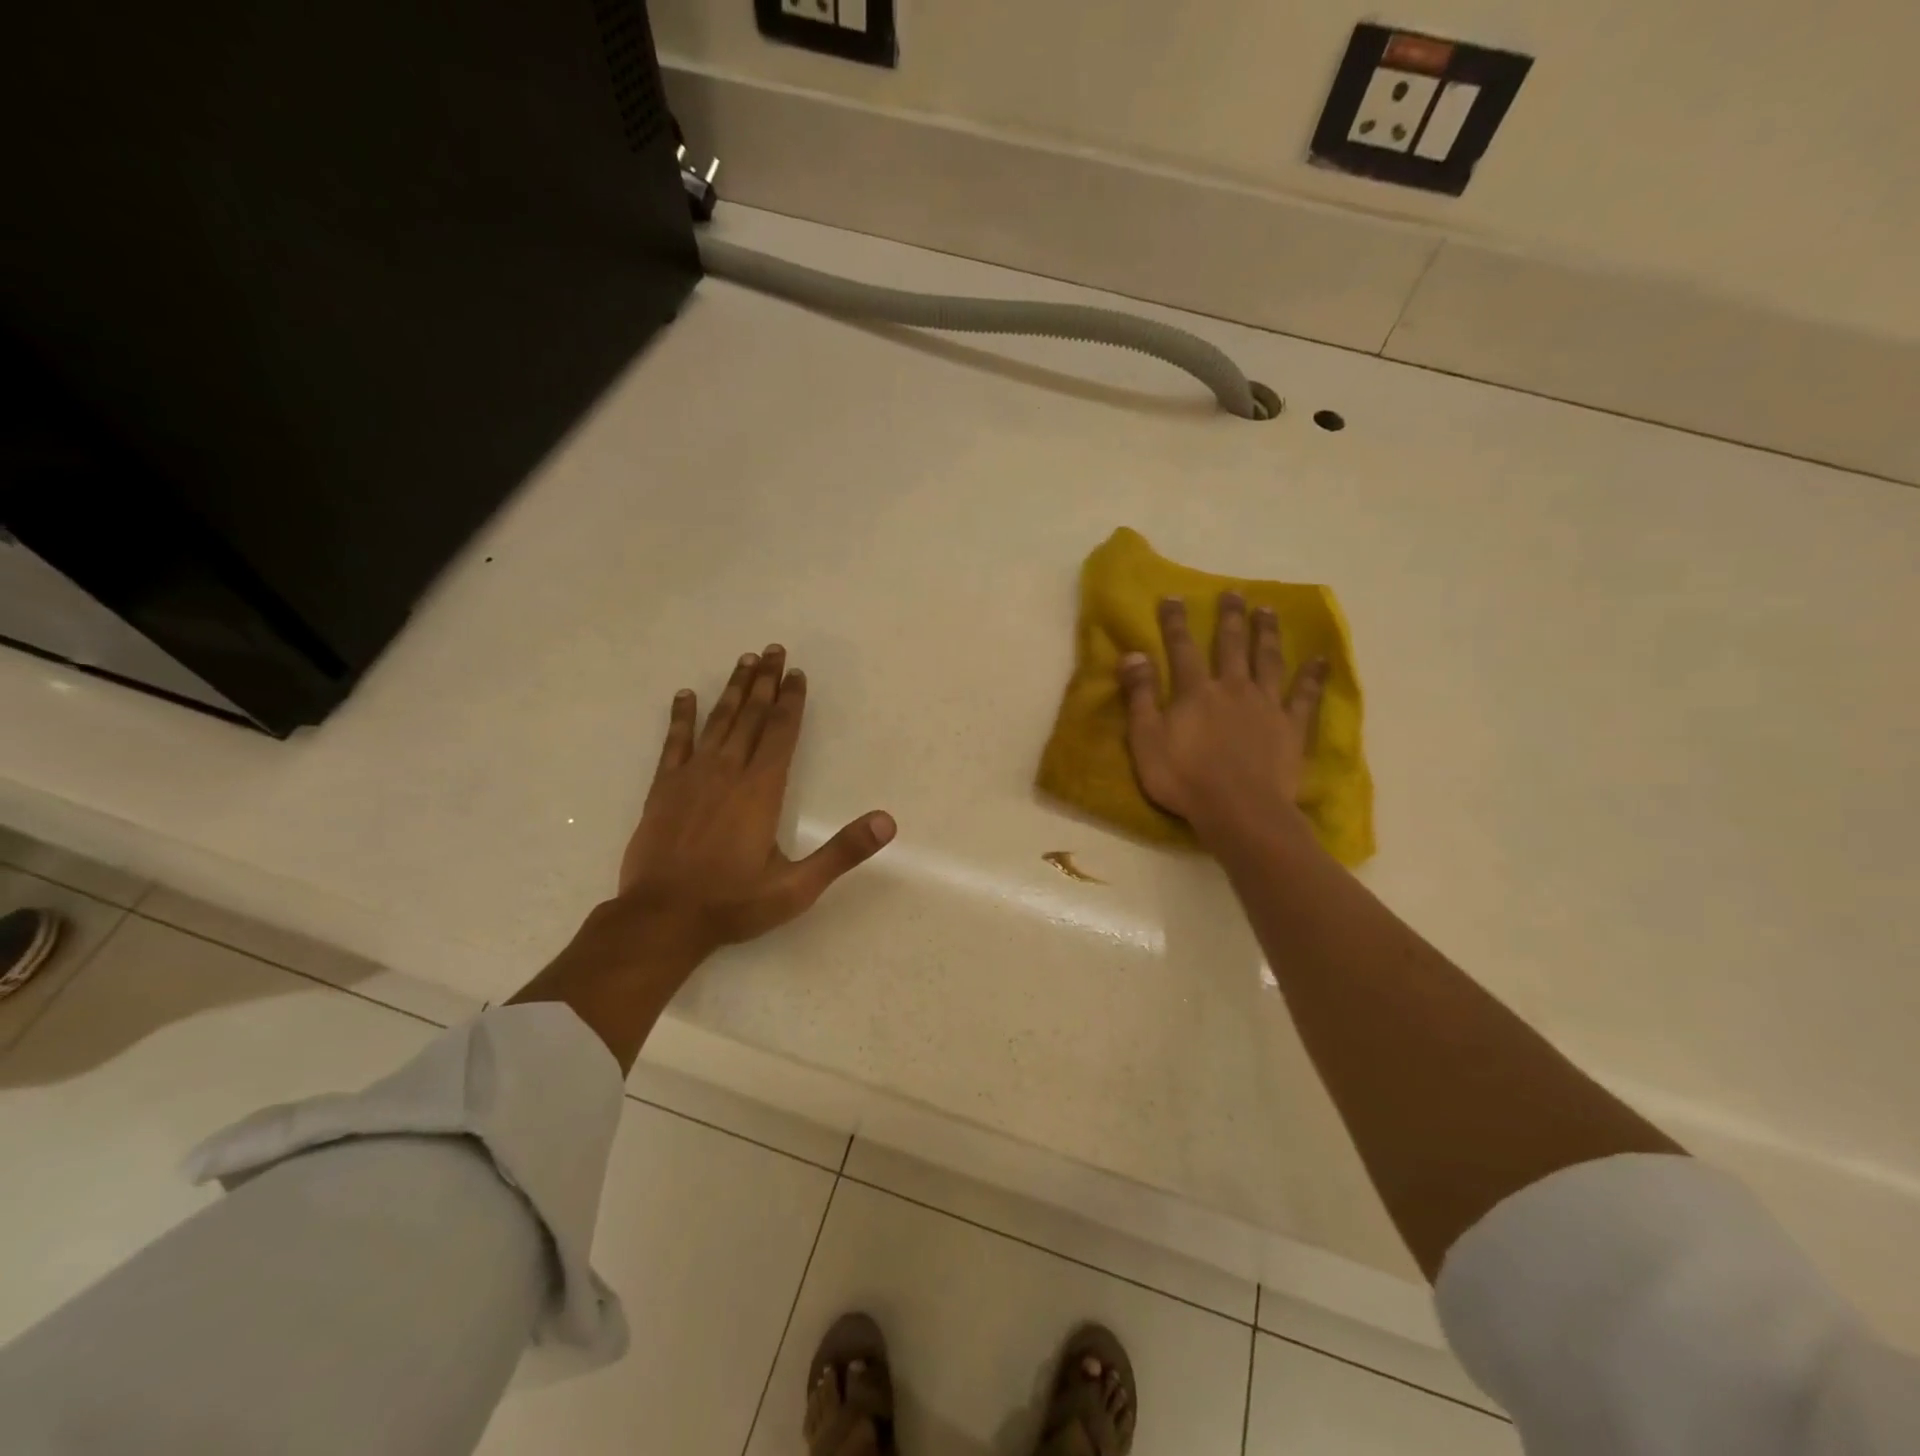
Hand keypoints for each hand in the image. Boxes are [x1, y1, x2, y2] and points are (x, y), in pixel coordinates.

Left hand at [617, 645, 896, 962]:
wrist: (662, 919)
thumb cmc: (733, 903)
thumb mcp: (797, 886)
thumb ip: (843, 852)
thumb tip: (887, 822)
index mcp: (762, 790)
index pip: (782, 733)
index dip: (791, 701)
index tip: (797, 673)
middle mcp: (728, 772)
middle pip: (752, 717)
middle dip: (765, 682)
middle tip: (773, 650)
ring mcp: (692, 777)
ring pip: (718, 721)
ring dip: (733, 690)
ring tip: (744, 661)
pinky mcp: (663, 788)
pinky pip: (673, 742)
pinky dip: (680, 717)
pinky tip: (685, 696)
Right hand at [1118, 593, 1325, 847]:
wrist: (1239, 810)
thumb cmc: (1184, 779)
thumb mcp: (1146, 740)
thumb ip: (1140, 696)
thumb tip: (1133, 654)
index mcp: (1195, 692)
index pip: (1182, 648)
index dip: (1175, 623)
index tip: (1174, 597)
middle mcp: (1233, 688)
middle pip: (1231, 645)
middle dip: (1230, 617)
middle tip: (1234, 593)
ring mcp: (1266, 705)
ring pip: (1268, 660)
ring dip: (1267, 634)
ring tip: (1268, 610)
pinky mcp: (1291, 727)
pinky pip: (1304, 695)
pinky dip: (1313, 676)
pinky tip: (1320, 659)